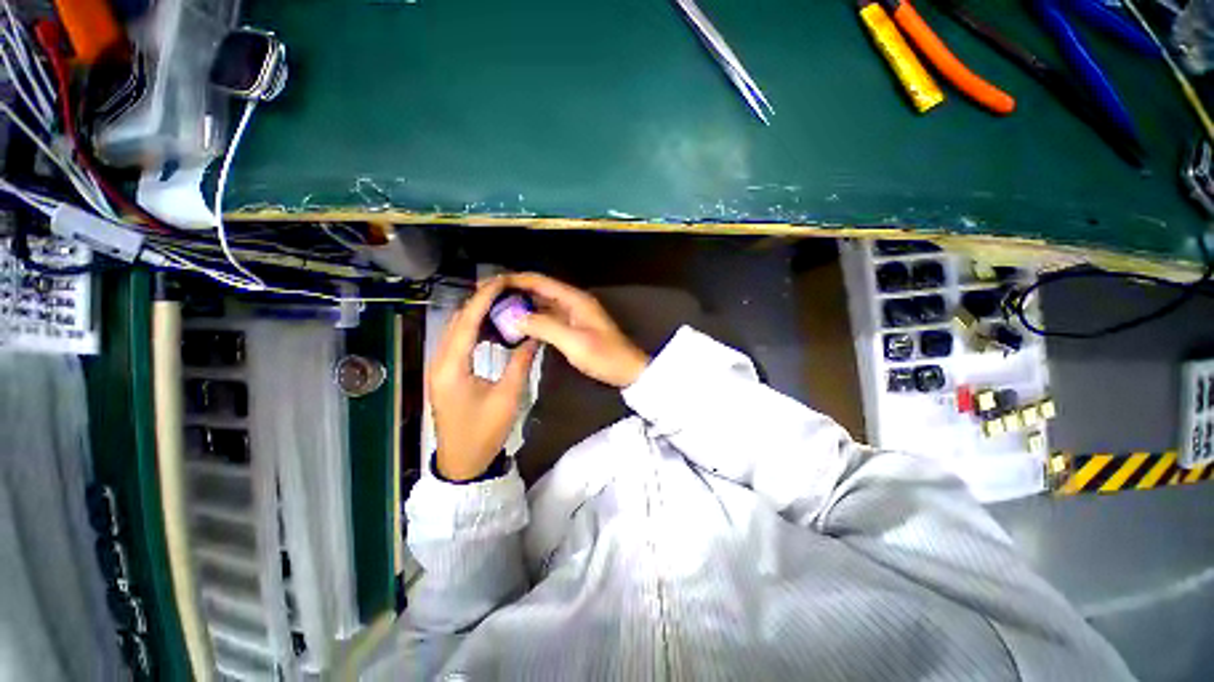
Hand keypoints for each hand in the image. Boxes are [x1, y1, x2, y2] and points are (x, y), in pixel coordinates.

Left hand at [429, 277, 538, 480]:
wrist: (462, 462)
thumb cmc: (484, 432)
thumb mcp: (507, 397)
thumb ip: (520, 362)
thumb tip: (534, 336)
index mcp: (452, 367)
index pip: (466, 322)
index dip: (483, 299)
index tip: (501, 282)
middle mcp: (439, 362)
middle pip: (457, 322)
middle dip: (478, 301)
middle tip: (504, 287)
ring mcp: (439, 368)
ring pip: (455, 331)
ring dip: (475, 313)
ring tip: (499, 300)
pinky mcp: (445, 374)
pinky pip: (457, 342)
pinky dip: (472, 329)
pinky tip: (489, 326)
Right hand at [505, 273, 649, 387]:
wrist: (627, 370)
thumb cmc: (604, 356)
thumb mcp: (574, 341)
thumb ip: (544, 326)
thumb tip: (515, 317)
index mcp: (574, 299)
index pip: (539, 281)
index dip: (515, 279)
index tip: (491, 283)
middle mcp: (573, 301)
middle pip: (539, 289)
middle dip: (515, 290)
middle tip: (488, 296)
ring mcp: (573, 314)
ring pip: (542, 303)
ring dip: (522, 304)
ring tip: (497, 309)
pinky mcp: (573, 326)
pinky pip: (548, 316)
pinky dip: (532, 318)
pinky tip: (518, 325)